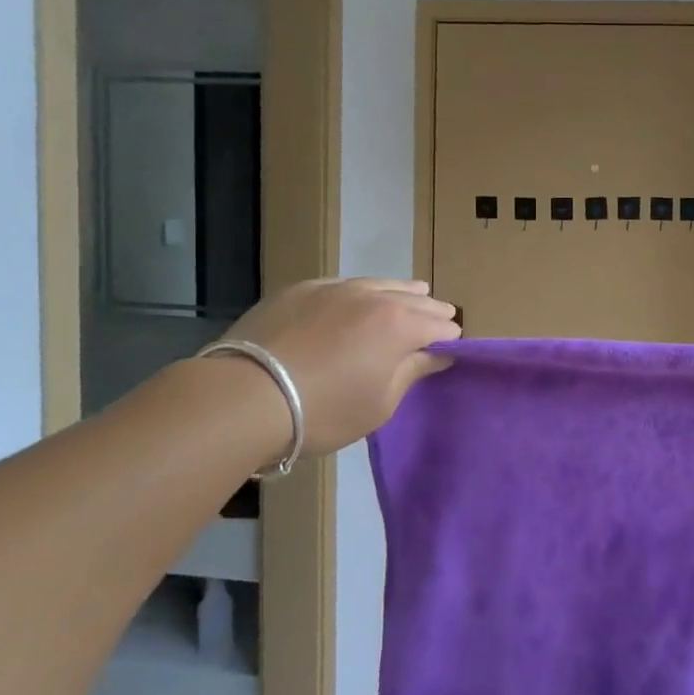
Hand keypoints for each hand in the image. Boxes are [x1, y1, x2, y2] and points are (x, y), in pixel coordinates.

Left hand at [221, 277, 460, 457]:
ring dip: (400, 293)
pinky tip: (356, 301)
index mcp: (401, 325)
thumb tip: (438, 354)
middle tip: (439, 322)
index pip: (441, 326)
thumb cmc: (324, 410)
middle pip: (416, 298)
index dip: (449, 339)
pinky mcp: (301, 289)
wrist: (245, 397)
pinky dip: (360, 292)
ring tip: (410, 297)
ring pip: (381, 283)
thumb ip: (412, 372)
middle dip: (430, 312)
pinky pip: (344, 284)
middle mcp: (374, 296)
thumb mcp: (380, 404)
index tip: (448, 350)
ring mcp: (336, 287)